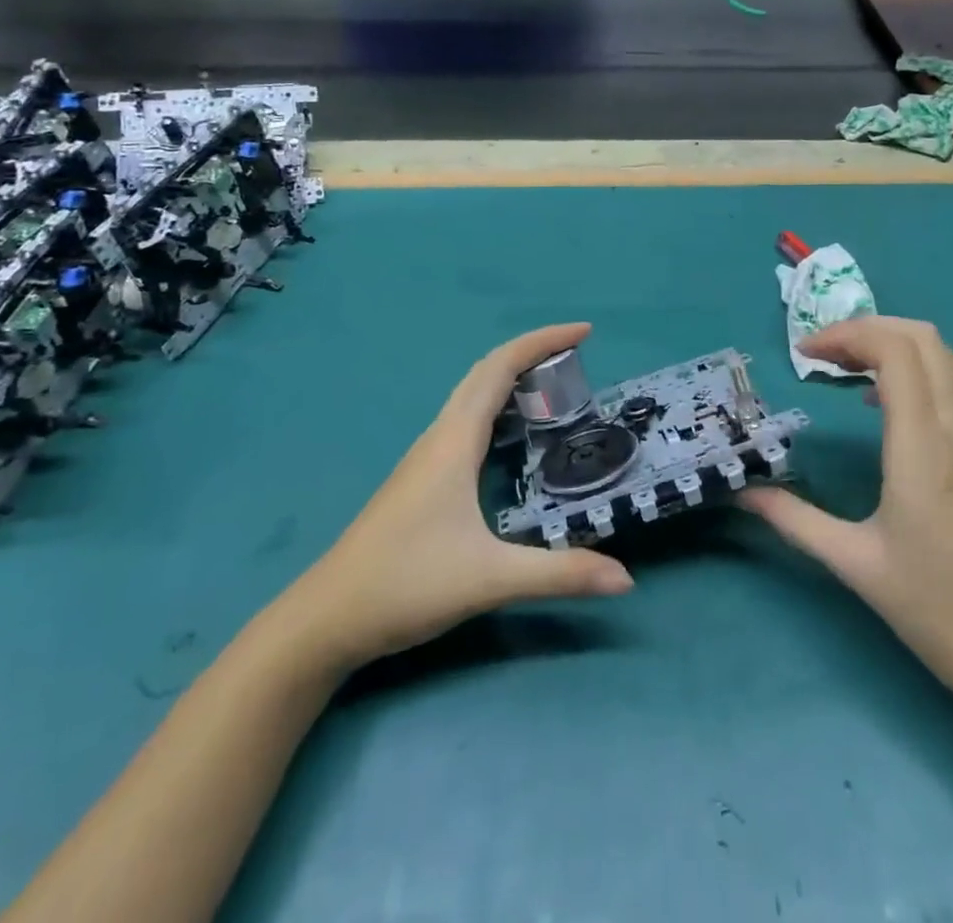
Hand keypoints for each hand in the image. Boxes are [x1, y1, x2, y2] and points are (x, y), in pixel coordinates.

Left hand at [261, 323, 633, 676]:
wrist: (326, 619)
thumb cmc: (406, 584)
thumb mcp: (490, 579)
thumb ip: (560, 574)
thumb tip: (626, 579)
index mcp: (455, 441)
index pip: (500, 368)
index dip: (542, 342)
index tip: (584, 332)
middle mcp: (439, 437)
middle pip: (486, 373)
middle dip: (532, 353)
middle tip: (577, 357)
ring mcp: (426, 457)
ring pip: (472, 396)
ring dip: (512, 378)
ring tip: (554, 388)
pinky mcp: (420, 479)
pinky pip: (466, 421)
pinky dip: (497, 407)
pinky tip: (512, 437)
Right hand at [741, 316, 952, 717]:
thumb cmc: (939, 612)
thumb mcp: (855, 565)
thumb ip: (795, 520)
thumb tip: (743, 494)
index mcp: (925, 449)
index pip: (896, 352)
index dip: (846, 335)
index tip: (804, 355)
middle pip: (923, 338)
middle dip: (867, 329)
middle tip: (821, 354)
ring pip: (943, 358)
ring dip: (891, 347)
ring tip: (843, 371)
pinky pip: (952, 388)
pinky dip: (913, 373)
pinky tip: (882, 409)